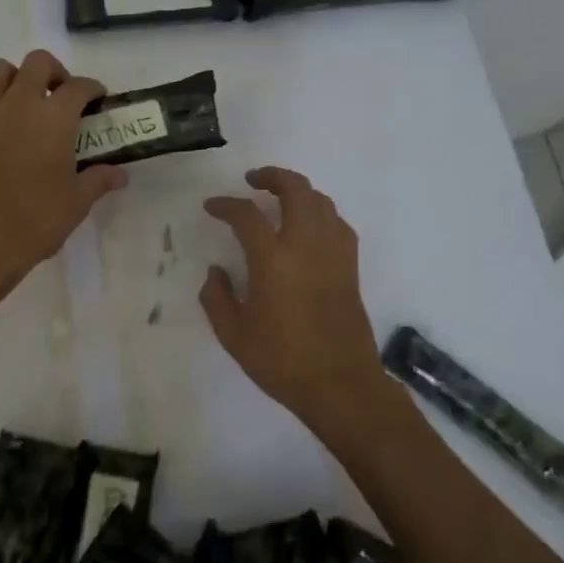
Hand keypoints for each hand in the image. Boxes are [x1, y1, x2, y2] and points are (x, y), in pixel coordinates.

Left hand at [0, 50, 126, 293]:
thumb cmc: (37, 221)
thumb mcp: (77, 201)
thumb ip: (99, 179)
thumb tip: (120, 174)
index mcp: (55, 119)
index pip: (79, 86)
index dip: (92, 89)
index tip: (97, 100)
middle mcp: (20, 104)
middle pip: (38, 63)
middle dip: (54, 72)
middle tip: (61, 97)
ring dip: (16, 77)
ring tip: (25, 102)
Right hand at [200, 167, 396, 445]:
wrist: (340, 385)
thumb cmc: (282, 362)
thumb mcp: (234, 336)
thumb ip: (217, 298)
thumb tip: (216, 272)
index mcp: (274, 261)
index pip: (247, 215)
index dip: (226, 205)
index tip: (212, 206)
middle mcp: (307, 247)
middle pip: (297, 190)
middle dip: (273, 177)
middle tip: (253, 181)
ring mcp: (334, 255)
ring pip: (322, 202)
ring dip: (299, 191)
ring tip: (280, 199)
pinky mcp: (350, 268)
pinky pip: (338, 224)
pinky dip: (321, 214)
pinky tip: (309, 227)